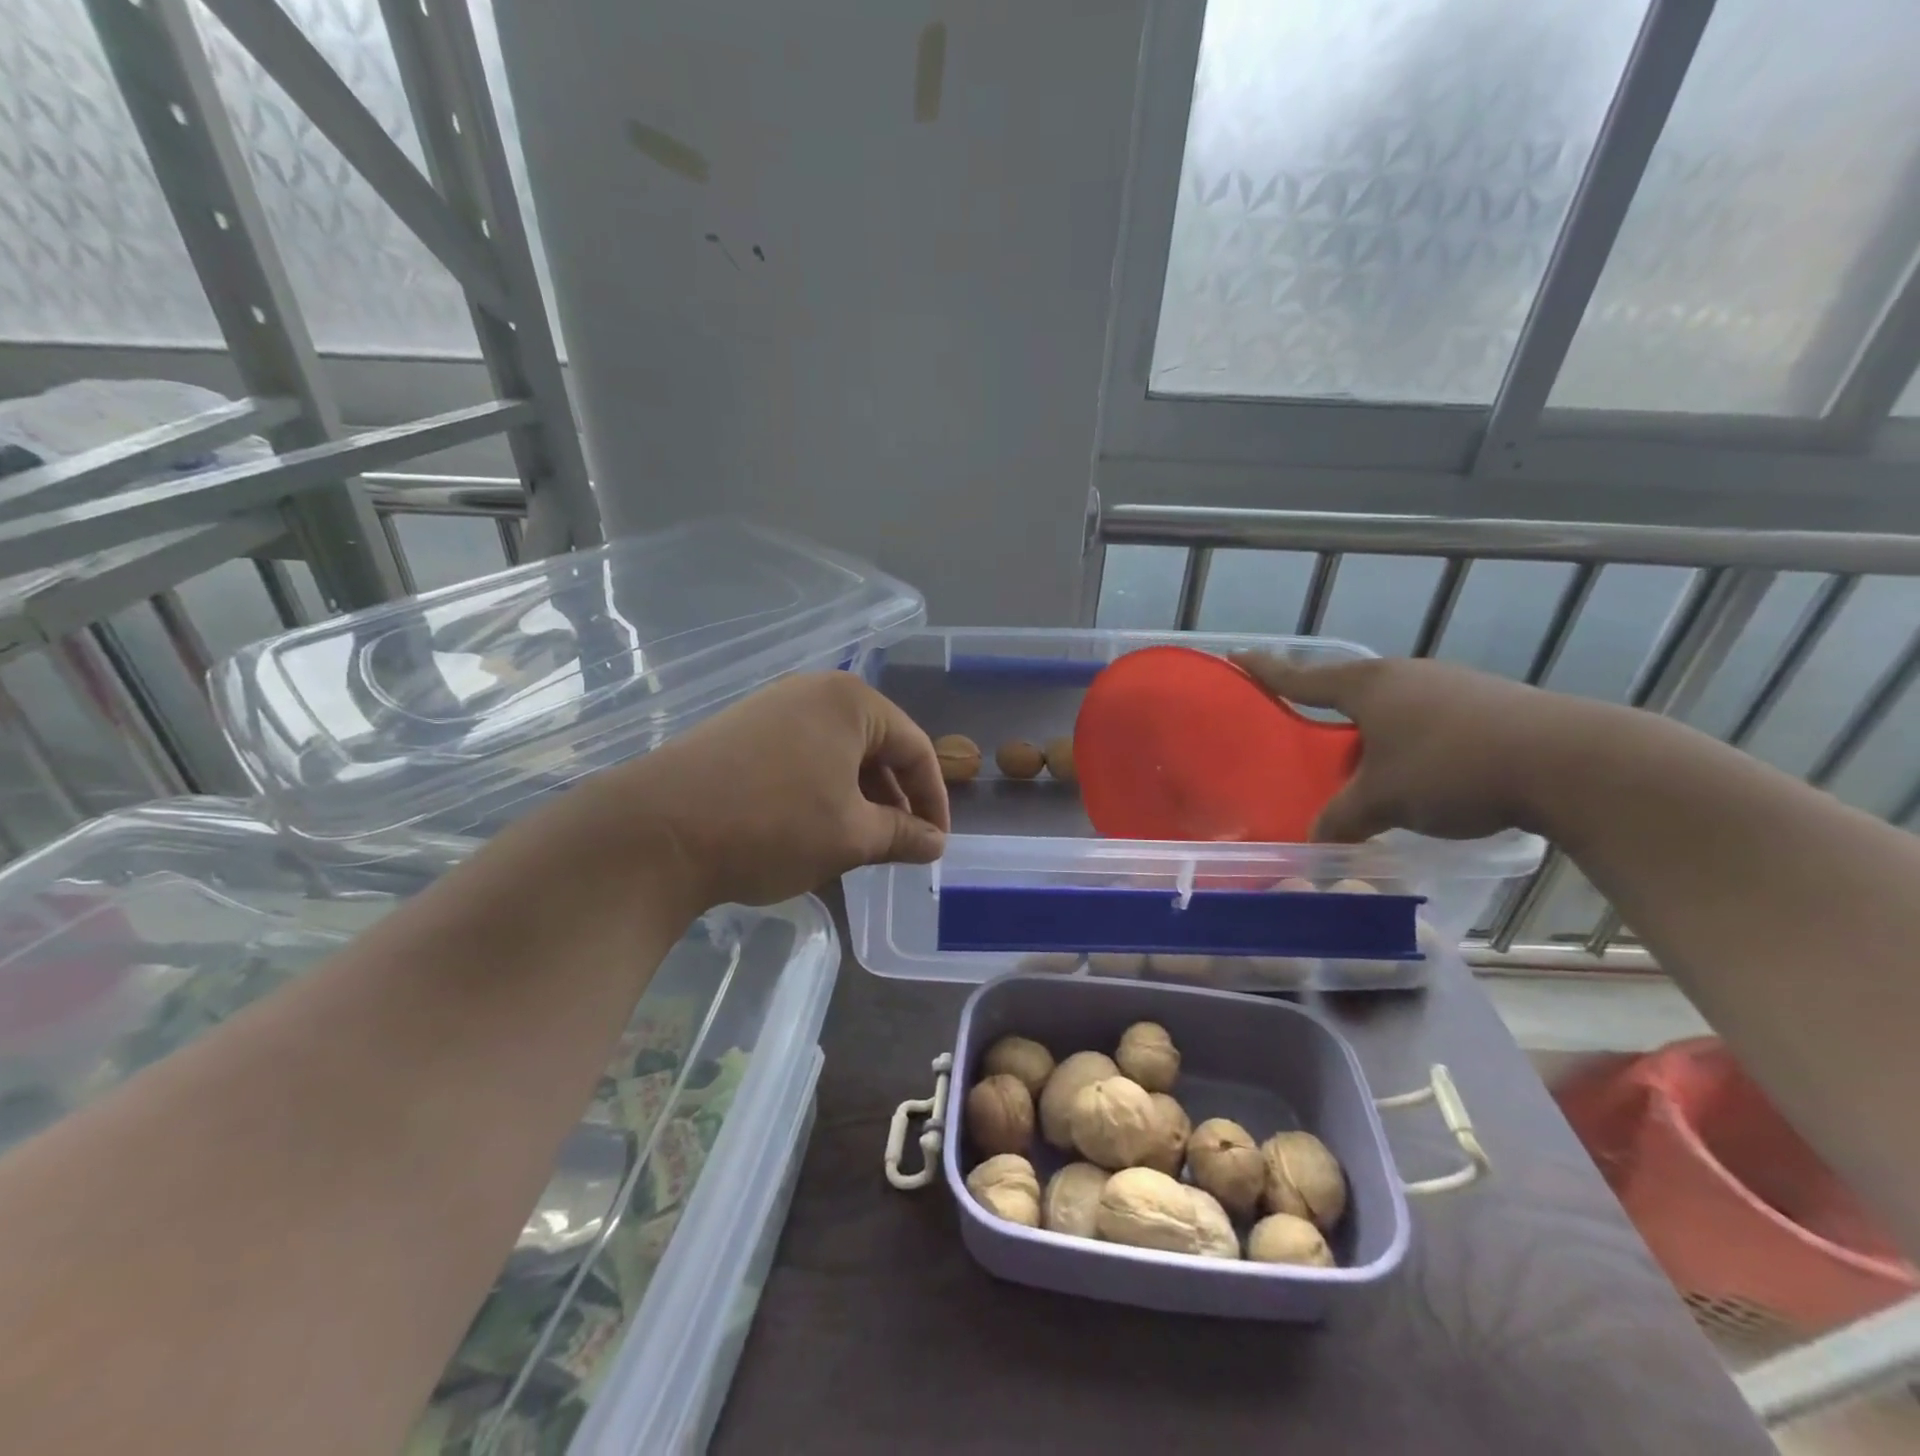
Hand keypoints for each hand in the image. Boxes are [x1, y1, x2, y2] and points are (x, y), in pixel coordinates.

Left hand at [598, 671, 949, 908]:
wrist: (657, 831)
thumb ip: (903, 835)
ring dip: (857, 798)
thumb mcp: (851, 836)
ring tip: (858, 842)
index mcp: (851, 702)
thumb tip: (936, 843)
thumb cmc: (773, 825)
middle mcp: (813, 691)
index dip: (933, 799)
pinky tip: (812, 828)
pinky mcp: (740, 730)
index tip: (936, 843)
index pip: (915, 747)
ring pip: (837, 754)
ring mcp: (771, 707)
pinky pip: (802, 756)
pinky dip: (821, 791)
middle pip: (876, 747)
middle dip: (893, 799)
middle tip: (899, 845)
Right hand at [1231, 653, 1574, 842]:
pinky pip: (1426, 717)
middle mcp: (1404, 675)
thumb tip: (1314, 843)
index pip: (1301, 675)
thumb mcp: (1382, 802)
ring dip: (1370, 729)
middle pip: (1347, 688)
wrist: (1571, 762)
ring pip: (1390, 705)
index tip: (1235, 656)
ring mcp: (1449, 684)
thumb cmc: (1453, 768)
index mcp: (1368, 686)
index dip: (1265, 670)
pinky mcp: (1486, 703)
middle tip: (1301, 729)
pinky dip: (1408, 739)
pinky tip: (1418, 770)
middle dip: (1323, 707)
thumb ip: (1339, 820)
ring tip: (1362, 761)